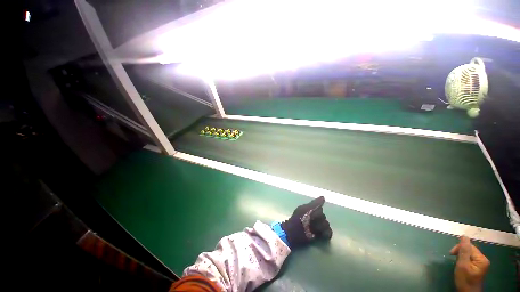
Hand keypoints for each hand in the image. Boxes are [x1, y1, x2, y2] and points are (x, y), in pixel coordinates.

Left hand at [281, 196, 332, 247]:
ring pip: (326, 224)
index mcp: (311, 210)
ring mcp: (318, 226)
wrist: (295, 233)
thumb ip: (315, 203)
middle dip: (318, 219)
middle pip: (323, 216)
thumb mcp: (305, 208)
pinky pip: (329, 232)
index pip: (320, 208)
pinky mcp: (321, 235)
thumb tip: (323, 197)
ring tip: (313, 229)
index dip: (317, 210)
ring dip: (320, 226)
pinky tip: (320, 233)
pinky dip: (326, 233)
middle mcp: (315, 217)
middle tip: (311, 221)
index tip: (312, 212)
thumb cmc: (299, 218)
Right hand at [450, 236, 489, 291]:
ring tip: (457, 263)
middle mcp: (483, 259)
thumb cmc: (464, 280)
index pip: (469, 246)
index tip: (451, 254)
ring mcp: (481, 263)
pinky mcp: (478, 266)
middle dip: (460, 252)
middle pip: (470, 249)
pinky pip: (470, 258)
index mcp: (481, 258)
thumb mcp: (462, 265)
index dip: (459, 248)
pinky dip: (464, 260)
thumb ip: (464, 251)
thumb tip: (464, 236)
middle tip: (452, 258)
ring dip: (461, 256)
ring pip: (469, 254)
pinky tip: (461, 264)